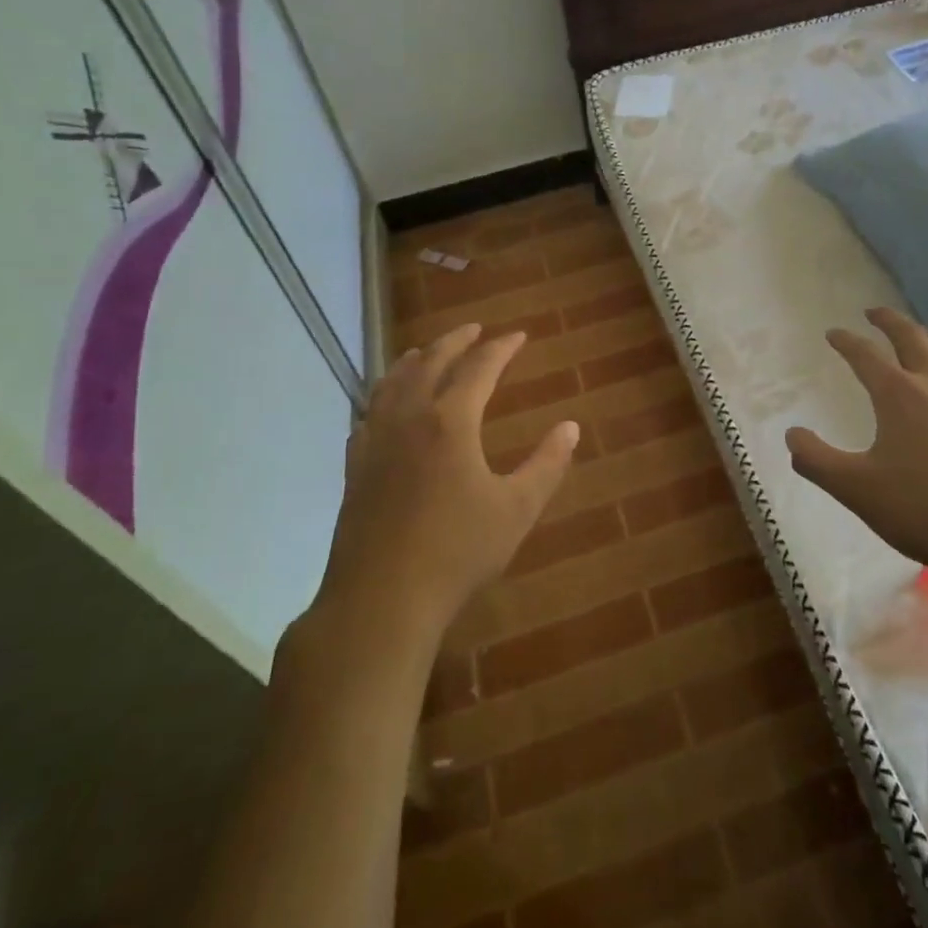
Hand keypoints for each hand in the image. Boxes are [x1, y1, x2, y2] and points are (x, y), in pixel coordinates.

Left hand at [313, 324, 580, 640]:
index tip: (519, 336)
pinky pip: (368, 413)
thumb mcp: (517, 509)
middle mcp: (410, 418)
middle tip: (474, 329)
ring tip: (426, 351)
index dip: (501, 348)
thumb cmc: (457, 552)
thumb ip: (547, 464)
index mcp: (451, 421)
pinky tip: (385, 405)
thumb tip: (571, 427)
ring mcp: (376, 441)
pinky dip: (383, 395)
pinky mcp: (356, 466)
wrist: (381, 599)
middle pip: (430, 363)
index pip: (479, 368)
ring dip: (414, 360)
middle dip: (455, 341)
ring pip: (392, 383)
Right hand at [785, 307, 927, 576]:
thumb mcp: (854, 488)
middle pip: (913, 339)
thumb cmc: (921, 509)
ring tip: (920, 333)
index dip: (846, 342)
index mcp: (898, 395)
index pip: (865, 355)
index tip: (832, 333)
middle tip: (874, 312)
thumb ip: (815, 460)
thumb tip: (792, 435)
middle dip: (890, 321)